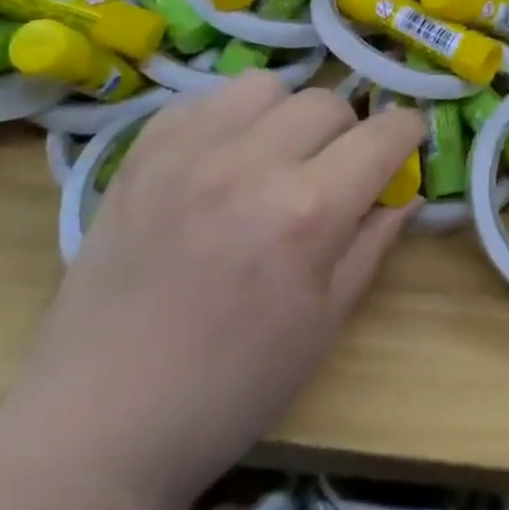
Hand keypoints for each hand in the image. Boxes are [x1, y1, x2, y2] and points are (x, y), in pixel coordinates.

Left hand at [1, 74, 425, 509]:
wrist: (101, 422)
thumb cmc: (232, 386)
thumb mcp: (326, 322)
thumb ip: (374, 242)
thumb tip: (407, 192)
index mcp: (308, 213)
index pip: (384, 134)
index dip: (407, 132)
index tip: (405, 144)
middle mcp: (252, 165)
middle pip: (328, 102)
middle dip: (348, 131)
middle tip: (333, 171)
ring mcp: (189, 153)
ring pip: (267, 87)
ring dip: (286, 115)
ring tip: (273, 157)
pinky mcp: (141, 155)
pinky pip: (203, 100)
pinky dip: (227, 119)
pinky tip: (221, 160)